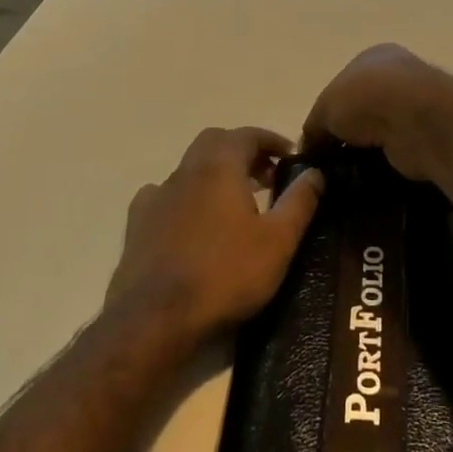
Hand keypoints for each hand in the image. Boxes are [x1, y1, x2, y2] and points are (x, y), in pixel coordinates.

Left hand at [106, 127, 323, 338]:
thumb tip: (315, 171)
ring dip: (215, 174)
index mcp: (219, 167)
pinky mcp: (137, 223)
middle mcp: (185, 171)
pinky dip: (186, 197)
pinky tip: (192, 221)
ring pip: (189, 168)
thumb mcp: (278, 241)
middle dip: (243, 151)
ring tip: (236, 202)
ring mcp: (157, 196)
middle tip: (266, 176)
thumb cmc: (226, 274)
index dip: (271, 140)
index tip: (291, 155)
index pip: (247, 135)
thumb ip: (299, 201)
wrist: (157, 317)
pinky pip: (165, 195)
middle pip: (215, 143)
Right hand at [302, 43, 452, 181]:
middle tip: (327, 162)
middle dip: (345, 135)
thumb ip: (314, 127)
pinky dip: (381, 165)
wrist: (418, 120)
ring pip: (378, 134)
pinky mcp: (426, 137)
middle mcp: (397, 77)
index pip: (342, 86)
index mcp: (373, 58)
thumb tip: (309, 148)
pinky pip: (394, 153)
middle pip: (361, 111)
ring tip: (343, 175)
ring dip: (364, 152)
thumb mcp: (325, 107)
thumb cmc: (366, 98)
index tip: (315, 141)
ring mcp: (415, 107)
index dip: (326, 114)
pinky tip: (366, 178)